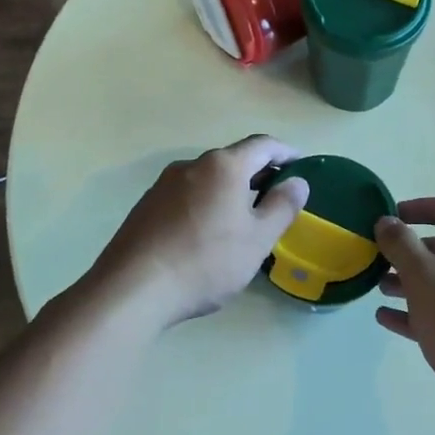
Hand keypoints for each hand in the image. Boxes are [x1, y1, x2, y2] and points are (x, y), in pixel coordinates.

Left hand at [93, 136, 309, 328]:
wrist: (132, 289)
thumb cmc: (206, 261)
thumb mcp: (257, 240)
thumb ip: (282, 207)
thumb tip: (298, 182)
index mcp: (224, 166)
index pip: (263, 145)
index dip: (286, 152)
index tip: (302, 165)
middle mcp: (192, 165)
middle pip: (234, 159)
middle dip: (259, 172)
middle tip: (278, 195)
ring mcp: (164, 183)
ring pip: (208, 178)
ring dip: (231, 189)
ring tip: (245, 217)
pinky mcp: (146, 205)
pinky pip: (187, 194)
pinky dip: (207, 202)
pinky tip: (208, 232)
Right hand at [374, 198, 434, 434]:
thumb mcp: (425, 278)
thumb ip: (401, 245)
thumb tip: (386, 221)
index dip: (423, 207)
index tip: (392, 217)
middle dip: (412, 252)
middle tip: (380, 259)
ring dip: (412, 283)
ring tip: (379, 289)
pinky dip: (419, 313)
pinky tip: (387, 319)